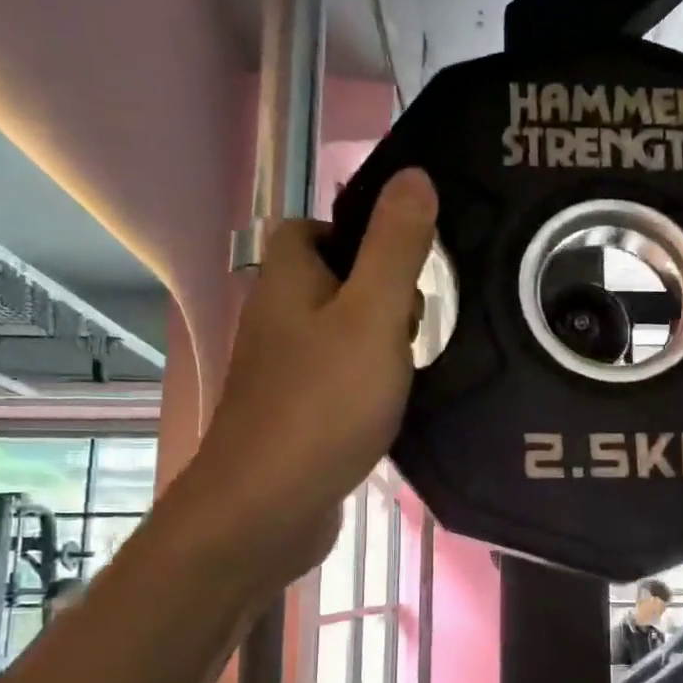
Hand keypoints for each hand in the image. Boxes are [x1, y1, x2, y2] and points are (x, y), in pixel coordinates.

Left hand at [184, 168, 436, 592]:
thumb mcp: (373, 315)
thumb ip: (396, 246)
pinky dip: (370, 386)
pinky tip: (395, 409)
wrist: (268, 507)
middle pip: (337, 281)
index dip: (366, 236)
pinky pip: (341, 380)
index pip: (320, 226)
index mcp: (286, 277)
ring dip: (382, 346)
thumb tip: (415, 175)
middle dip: (385, 298)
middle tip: (414, 330)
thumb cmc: (324, 402)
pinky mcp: (296, 414)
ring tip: (413, 373)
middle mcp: (276, 316)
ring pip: (343, 334)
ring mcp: (283, 370)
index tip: (410, 268)